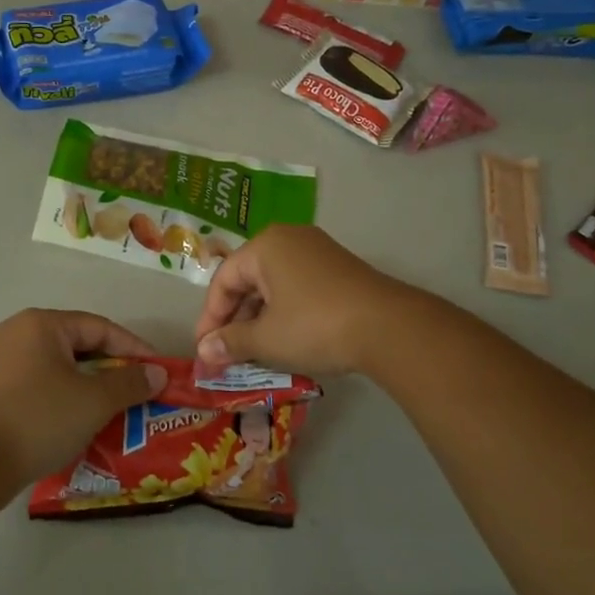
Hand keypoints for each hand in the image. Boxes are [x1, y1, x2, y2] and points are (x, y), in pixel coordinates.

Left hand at [0, 309, 169, 484]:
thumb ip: (130, 382)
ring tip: (118, 408)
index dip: (134, 349)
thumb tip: (157, 373)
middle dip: (113, 369)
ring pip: (61, 367)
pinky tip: (83, 420)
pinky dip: (67, 397)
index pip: (100, 328)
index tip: (159, 372)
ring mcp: (3, 362)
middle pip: (79, 345)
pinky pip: (43, 384)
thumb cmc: (39, 419)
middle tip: (141, 391)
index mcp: (41, 324)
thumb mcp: (94, 400)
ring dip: (91, 386)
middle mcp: (19, 333)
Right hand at [194, 225, 407, 378]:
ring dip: (259, 320)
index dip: (210, 318)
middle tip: (226, 355)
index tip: (205, 350)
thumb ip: (231, 342)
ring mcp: (318, 252)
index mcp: (266, 245)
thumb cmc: (315, 326)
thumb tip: (204, 351)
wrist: (389, 328)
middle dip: (235, 320)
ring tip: (252, 354)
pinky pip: (298, 289)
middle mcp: (290, 239)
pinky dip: (284, 314)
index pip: (223, 280)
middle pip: (249, 281)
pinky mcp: (339, 270)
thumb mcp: (266, 339)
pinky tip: (284, 343)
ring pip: (274, 287)